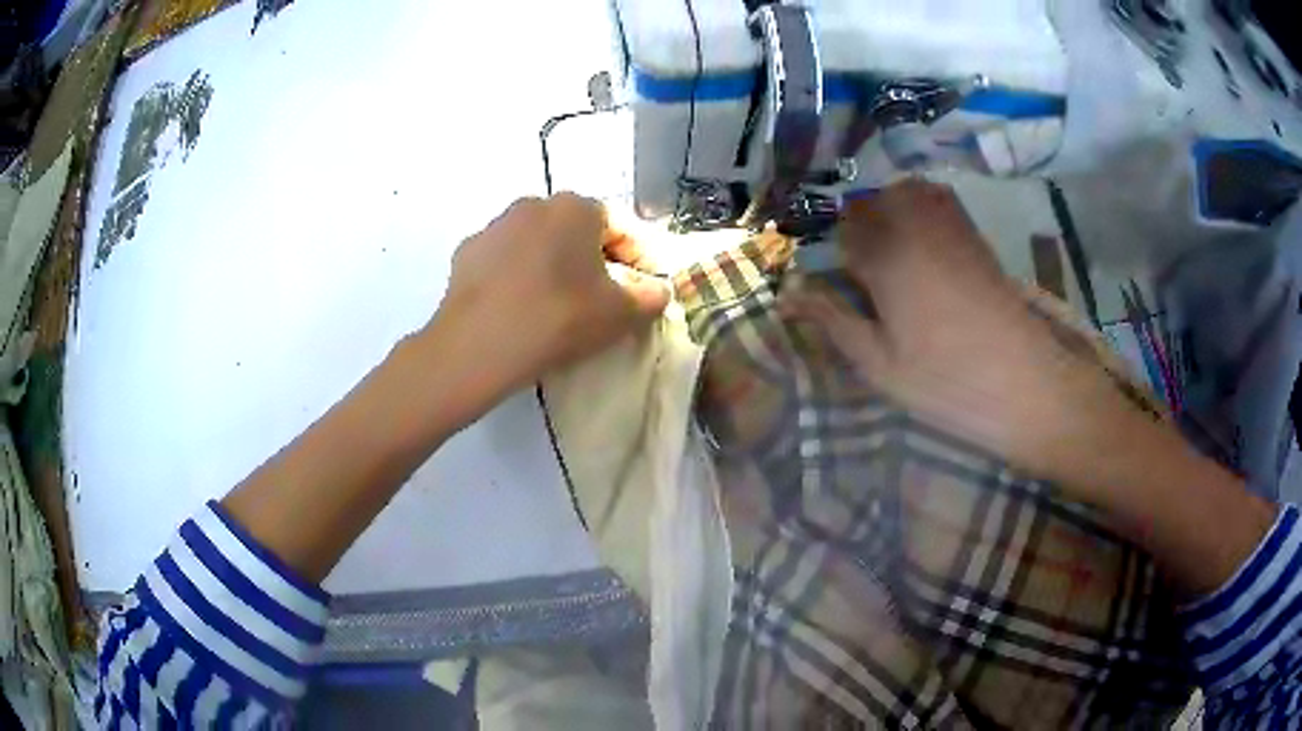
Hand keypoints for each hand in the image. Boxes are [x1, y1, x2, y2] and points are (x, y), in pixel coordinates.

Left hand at [424, 193, 670, 403]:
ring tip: (556, 306)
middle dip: (594, 260)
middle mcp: (534, 204)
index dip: (640, 259)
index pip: (621, 228)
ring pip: (538, 243)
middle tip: (602, 298)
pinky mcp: (466, 253)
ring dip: (553, 266)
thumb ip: (650, 297)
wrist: (476, 346)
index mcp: (576, 208)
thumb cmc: (558, 319)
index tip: (645, 290)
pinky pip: (505, 261)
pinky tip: (518, 308)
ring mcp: (495, 226)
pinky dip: (518, 277)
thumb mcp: (620, 314)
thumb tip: (657, 291)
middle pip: (577, 231)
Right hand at [779, 179, 1150, 489]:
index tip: (834, 284)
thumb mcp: (879, 364)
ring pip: (904, 193)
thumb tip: (787, 293)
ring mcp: (950, 226)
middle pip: (871, 203)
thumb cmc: (948, 382)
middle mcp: (915, 225)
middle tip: (863, 275)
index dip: (830, 254)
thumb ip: (833, 320)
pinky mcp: (975, 236)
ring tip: (891, 259)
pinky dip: (919, 211)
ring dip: (888, 214)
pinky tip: (923, 252)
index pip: (840, 233)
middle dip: (857, 229)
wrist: (1026, 384)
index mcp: (886, 255)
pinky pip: (936, 201)